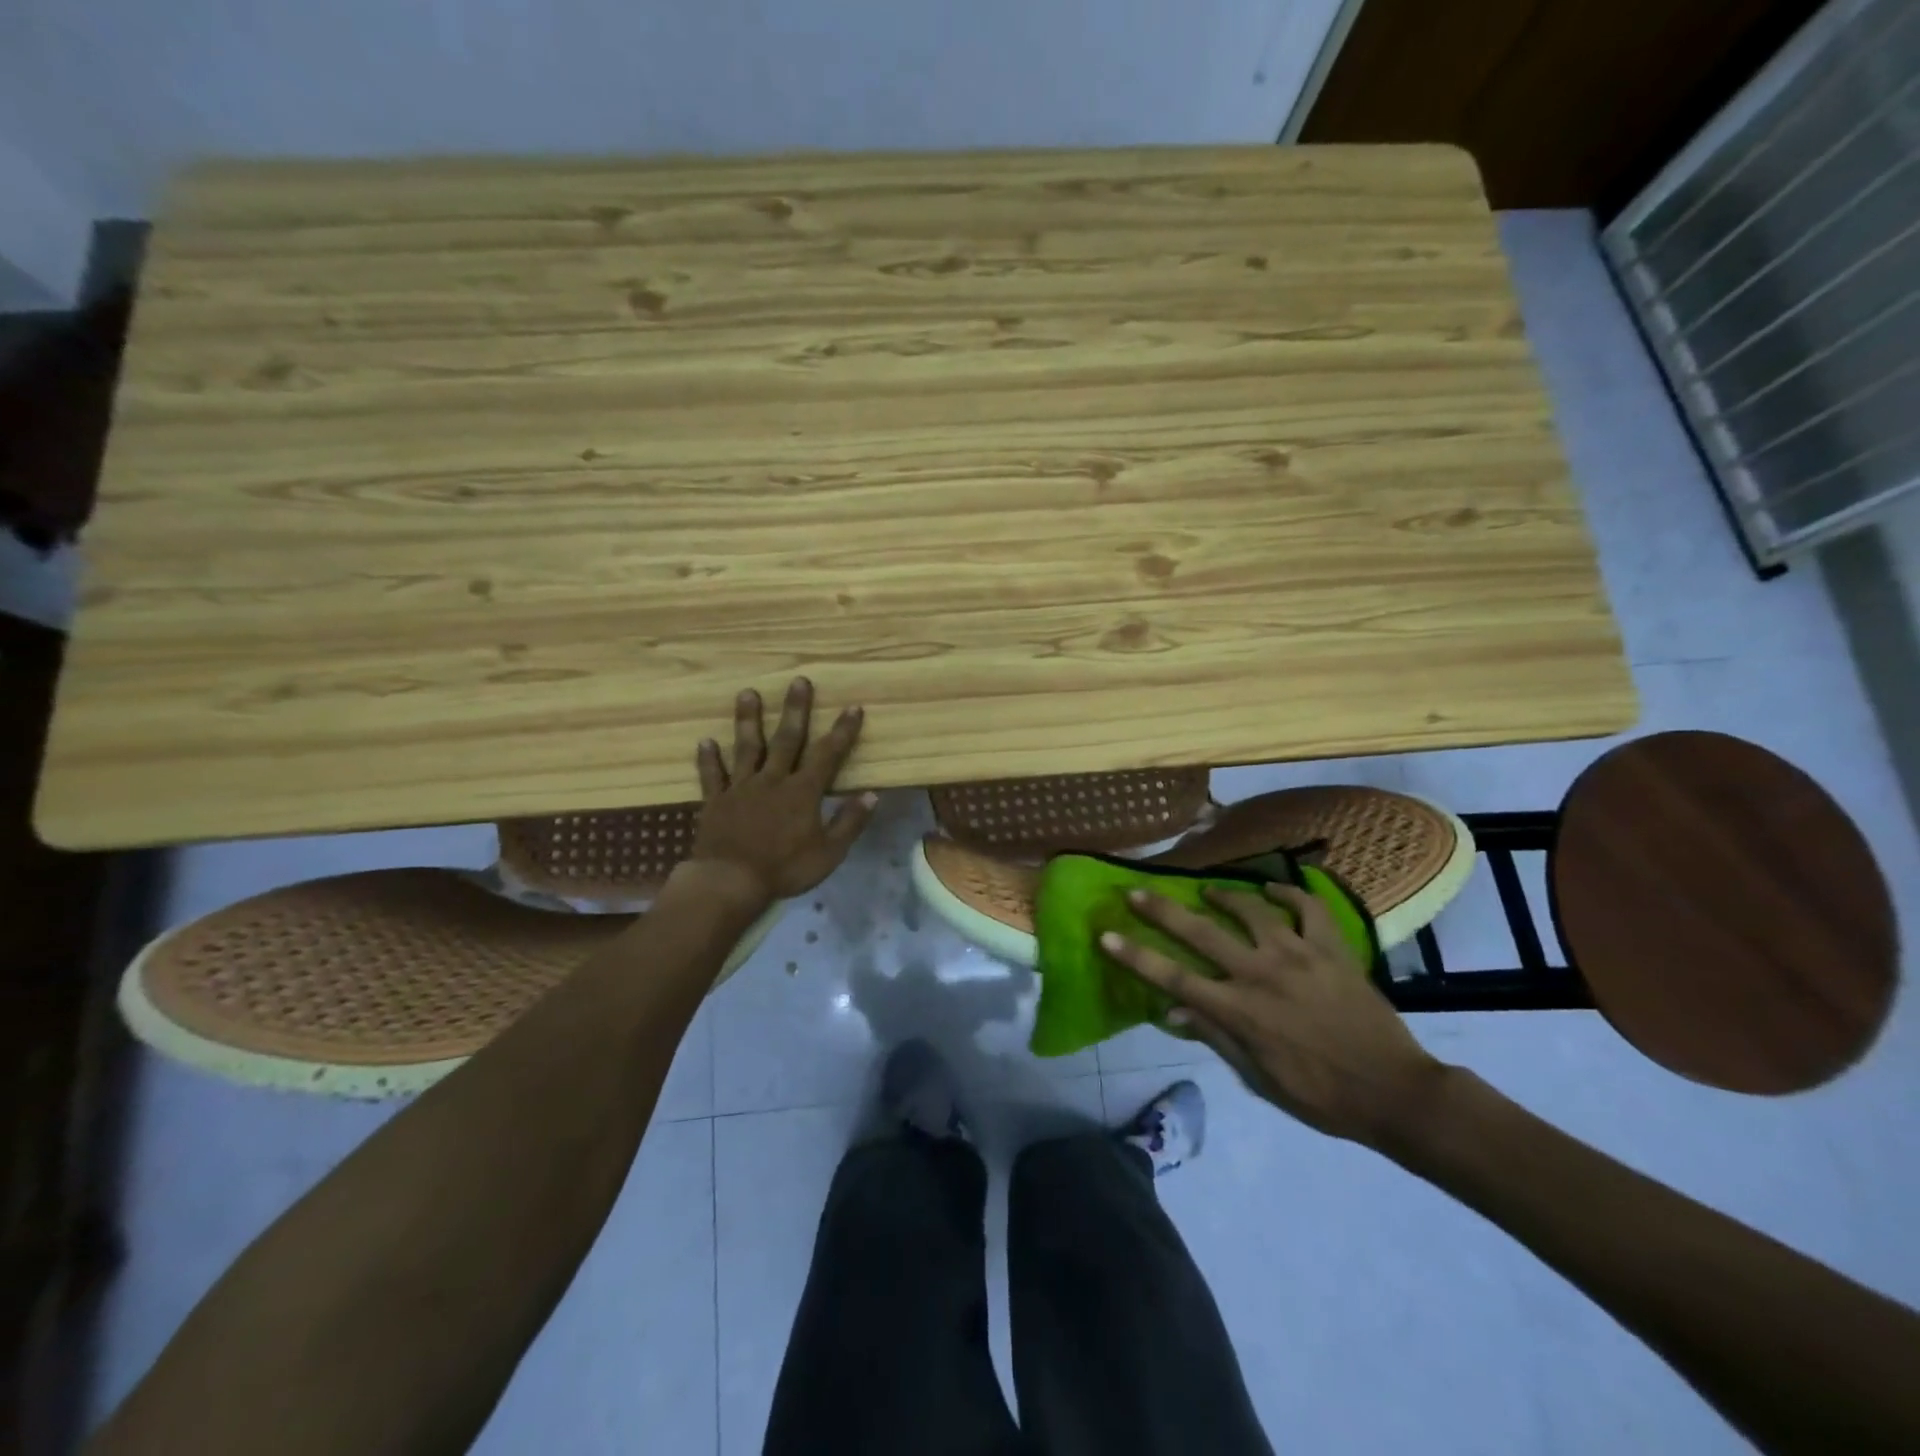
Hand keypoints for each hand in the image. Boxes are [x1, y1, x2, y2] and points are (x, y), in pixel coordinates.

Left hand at [687, 678, 877, 905]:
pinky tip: (705, 741)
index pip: (827, 755)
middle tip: (798, 681)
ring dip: (748, 720)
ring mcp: (741, 788)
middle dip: (795, 710)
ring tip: (747, 693)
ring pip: (747, 748)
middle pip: (786, 739)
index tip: (853, 707)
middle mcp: (773, 780)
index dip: (842, 731)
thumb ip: (850, 822)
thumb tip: (872, 794)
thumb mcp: (829, 852)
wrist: (729, 881)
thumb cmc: (784, 869)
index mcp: (803, 792)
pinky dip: (709, 759)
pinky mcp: (716, 801)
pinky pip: (712, 776)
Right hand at [1101, 883, 1447, 1146]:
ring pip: (1251, 911)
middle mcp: (1261, 973)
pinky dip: (1287, 894)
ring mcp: (1299, 955)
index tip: (1106, 936)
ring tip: (1208, 890)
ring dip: (1224, 895)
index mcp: (1240, 1011)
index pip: (1173, 978)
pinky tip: (1273, 891)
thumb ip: (1215, 1038)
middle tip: (1136, 891)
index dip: (1136, 956)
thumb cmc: (1320, 1095)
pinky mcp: (1332, 949)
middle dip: (1162, 910)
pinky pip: (1308, 908)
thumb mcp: (1260, 1078)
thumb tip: (1171, 1013)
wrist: (1394, 1093)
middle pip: (1201, 933)